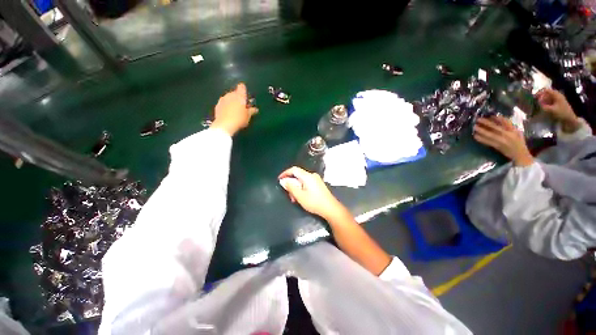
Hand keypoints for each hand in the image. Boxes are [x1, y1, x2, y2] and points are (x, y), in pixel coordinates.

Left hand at [210, 83, 257, 135]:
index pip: (242, 87)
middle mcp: (230, 94)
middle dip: (238, 98)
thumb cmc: (239, 119)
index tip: (246, 98)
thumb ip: (252, 111)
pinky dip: (226, 106)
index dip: (244, 90)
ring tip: (235, 111)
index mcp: (239, 96)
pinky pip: (224, 103)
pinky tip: (228, 114)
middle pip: (235, 92)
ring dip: (232, 102)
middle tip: (242, 107)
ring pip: (229, 98)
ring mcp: (223, 99)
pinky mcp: (217, 105)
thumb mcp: (248, 116)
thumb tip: (255, 109)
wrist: (224, 125)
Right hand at [278, 167, 345, 219]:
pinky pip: (306, 183)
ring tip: (294, 199)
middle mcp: (312, 175)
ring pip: (301, 181)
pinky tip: (301, 197)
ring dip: (296, 188)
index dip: (285, 173)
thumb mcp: (300, 196)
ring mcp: (316, 179)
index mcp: (307, 176)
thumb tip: (283, 181)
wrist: (331, 208)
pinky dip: (301, 189)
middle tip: (288, 195)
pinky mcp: (318, 184)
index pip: (294, 169)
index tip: (279, 179)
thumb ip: (290, 187)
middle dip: (291, 184)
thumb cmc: (314, 202)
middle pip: (298, 176)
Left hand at [474, 116, 533, 166]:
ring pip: (490, 135)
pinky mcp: (497, 146)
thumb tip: (497, 119)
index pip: (506, 122)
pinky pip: (487, 142)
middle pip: (496, 127)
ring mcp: (502, 141)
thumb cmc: (519, 142)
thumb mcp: (517, 132)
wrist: (519, 154)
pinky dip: (481, 139)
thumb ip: (509, 126)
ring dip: (481, 131)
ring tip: (474, 127)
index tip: (490, 115)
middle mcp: (508, 135)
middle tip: (478, 119)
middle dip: (486, 123)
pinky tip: (475, 136)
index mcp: (513, 130)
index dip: (498, 118)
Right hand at [535, 88, 579, 132]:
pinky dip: (545, 103)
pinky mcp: (557, 103)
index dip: (539, 92)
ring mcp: (558, 99)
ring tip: (538, 104)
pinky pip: (550, 101)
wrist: (570, 119)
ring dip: (543, 100)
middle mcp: (557, 95)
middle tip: (535, 101)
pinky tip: (543, 106)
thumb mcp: (552, 110)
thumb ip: (543, 106)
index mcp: (556, 95)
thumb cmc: (562, 113)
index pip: (546, 90)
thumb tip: (536, 102)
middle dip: (541, 97)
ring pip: (548, 97)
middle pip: (547, 93)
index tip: (534, 97)